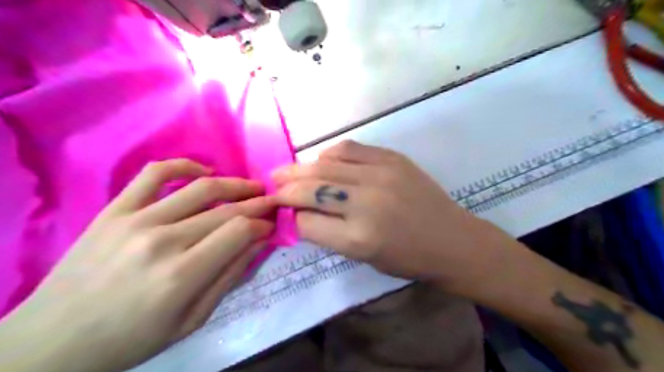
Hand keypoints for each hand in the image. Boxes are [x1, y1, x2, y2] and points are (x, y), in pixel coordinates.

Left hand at [0, 158, 275, 371]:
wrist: (54, 339)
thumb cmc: (132, 338)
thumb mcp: (193, 319)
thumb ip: (230, 276)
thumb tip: (260, 241)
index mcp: (182, 275)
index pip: (240, 231)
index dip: (263, 224)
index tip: (272, 226)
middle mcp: (162, 240)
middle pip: (227, 209)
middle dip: (259, 203)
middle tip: (273, 203)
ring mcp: (136, 219)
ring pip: (201, 188)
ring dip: (235, 184)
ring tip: (252, 187)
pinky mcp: (115, 209)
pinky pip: (155, 173)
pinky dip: (185, 165)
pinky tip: (204, 172)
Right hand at [273, 143, 517, 296]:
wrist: (453, 240)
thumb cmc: (408, 258)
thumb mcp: (363, 257)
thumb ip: (329, 234)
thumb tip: (300, 213)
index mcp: (358, 238)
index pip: (305, 222)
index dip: (290, 217)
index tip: (283, 213)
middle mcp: (365, 203)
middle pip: (309, 189)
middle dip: (284, 189)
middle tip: (271, 187)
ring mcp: (380, 175)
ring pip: (324, 166)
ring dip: (300, 169)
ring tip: (286, 172)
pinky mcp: (392, 158)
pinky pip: (348, 149)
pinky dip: (329, 155)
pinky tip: (323, 162)